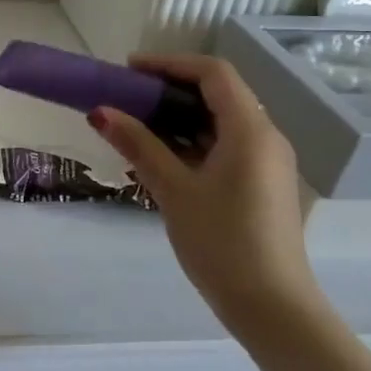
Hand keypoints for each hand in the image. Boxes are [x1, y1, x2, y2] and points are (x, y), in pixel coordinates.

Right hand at [87, 54, 322, 325]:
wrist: (271, 307)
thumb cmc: (222, 242)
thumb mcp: (174, 190)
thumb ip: (138, 145)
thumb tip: (100, 111)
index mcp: (250, 130)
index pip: (213, 73)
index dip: (170, 63)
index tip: (129, 70)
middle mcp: (265, 138)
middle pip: (217, 94)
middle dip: (169, 90)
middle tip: (125, 98)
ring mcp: (265, 163)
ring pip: (219, 122)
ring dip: (177, 118)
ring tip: (133, 127)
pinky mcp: (260, 184)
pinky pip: (223, 147)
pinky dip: (190, 143)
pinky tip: (157, 158)